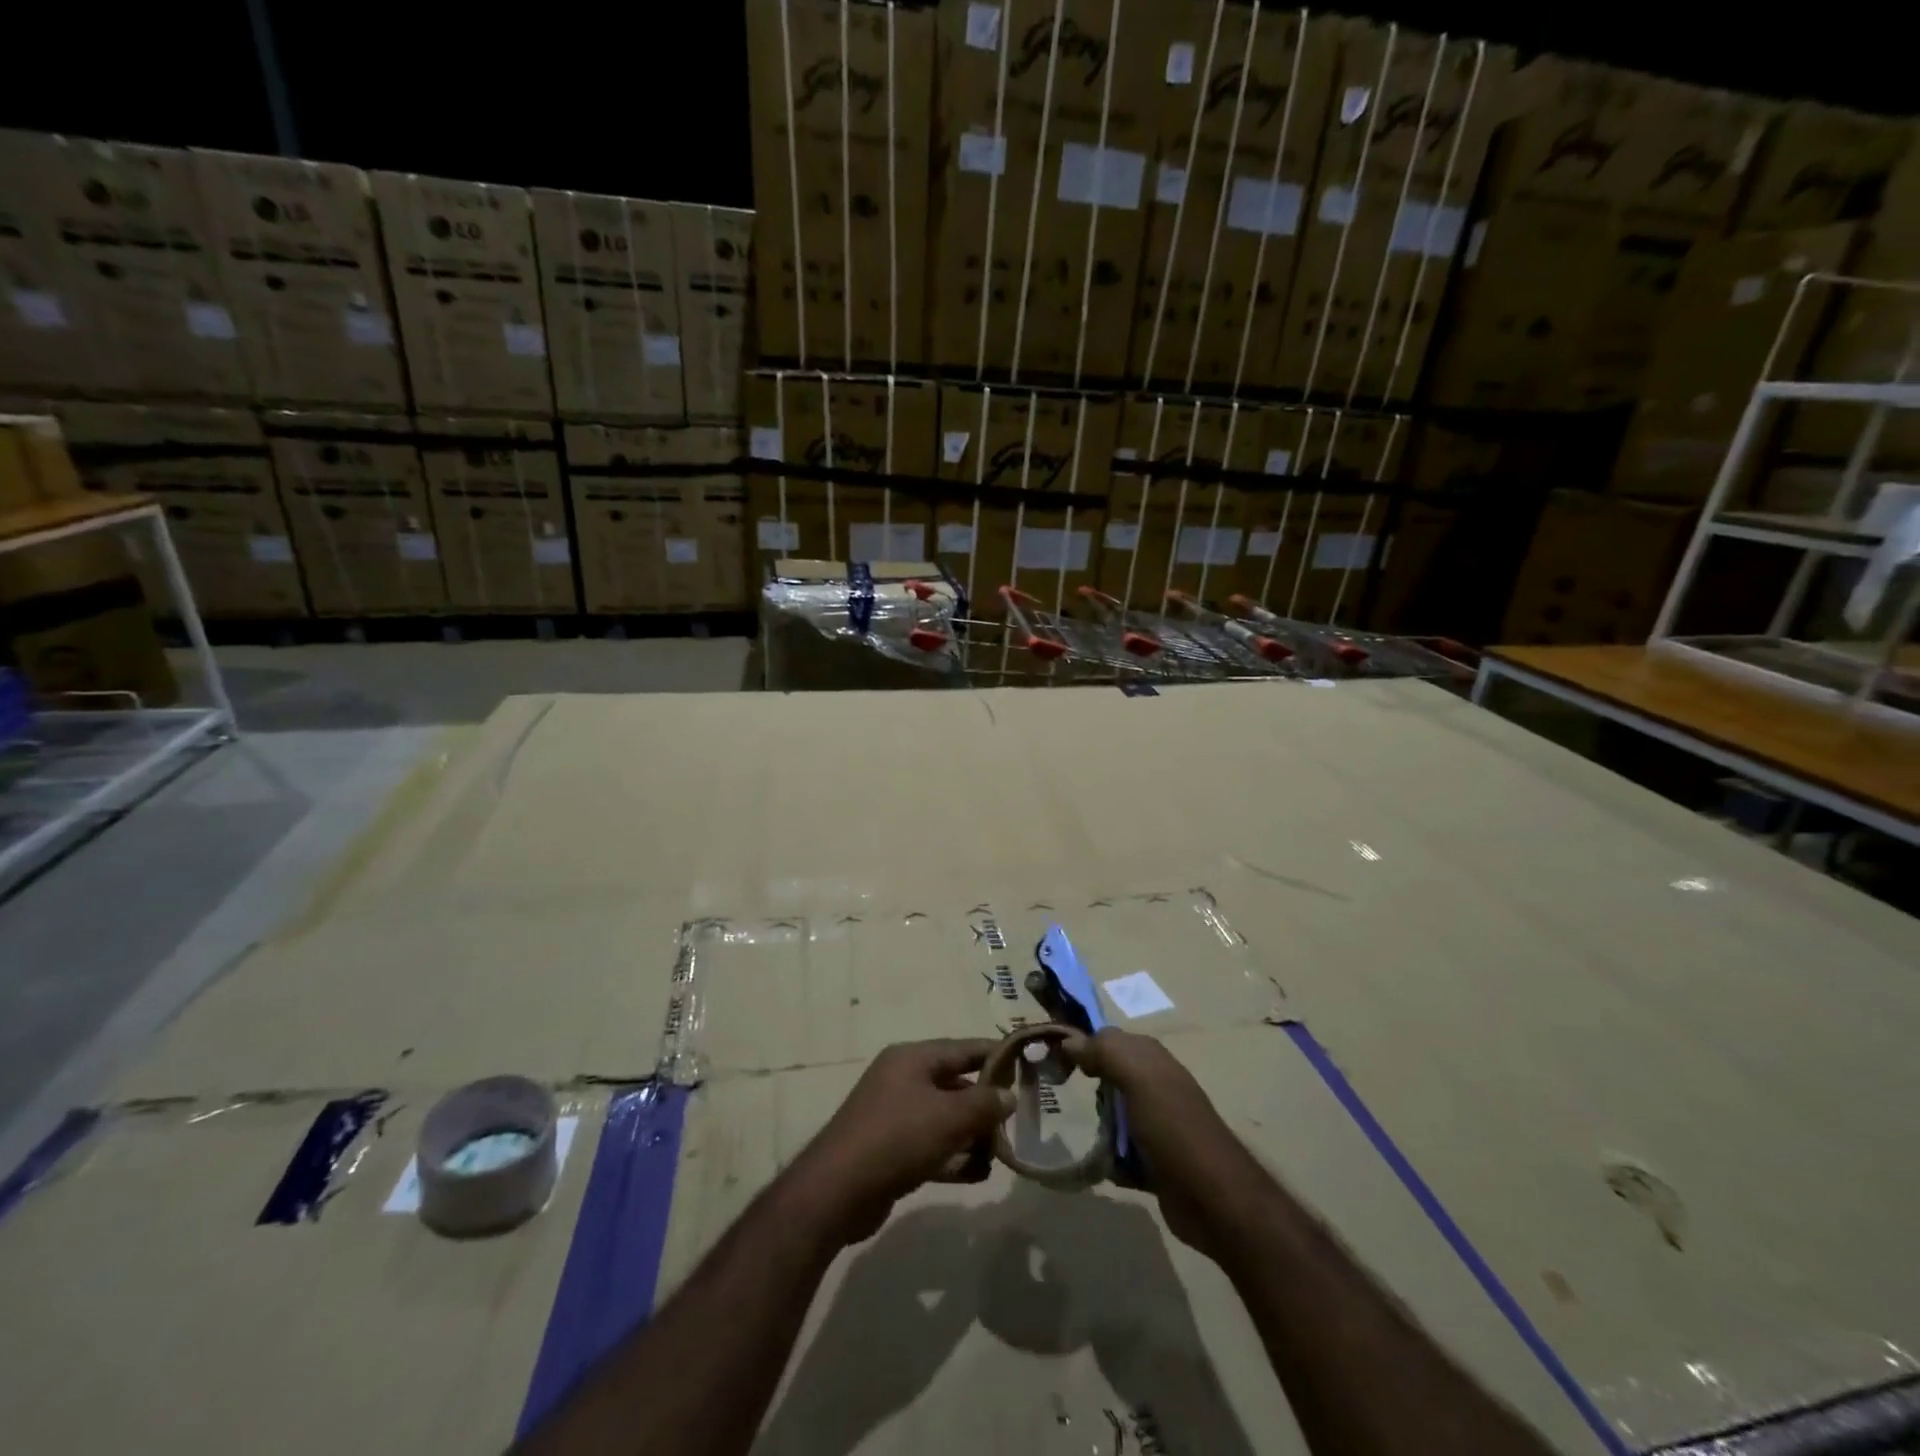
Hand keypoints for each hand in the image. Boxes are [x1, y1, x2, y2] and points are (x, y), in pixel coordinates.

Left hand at [789, 1039, 1016, 1244]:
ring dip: (973, 1134)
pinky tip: (977, 1174)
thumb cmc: (897, 1138)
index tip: (1027, 1063)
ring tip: (1001, 1153)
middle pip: (956, 1084)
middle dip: (986, 1103)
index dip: (996, 1054)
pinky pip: (933, 1146)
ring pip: (946, 1118)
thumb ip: (985, 1104)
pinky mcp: (892, 1150)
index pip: (963, 1048)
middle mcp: (903, 1080)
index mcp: (913, 1059)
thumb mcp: (949, 1117)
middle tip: (1017, 1120)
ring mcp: (896, 1115)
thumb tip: (1009, 1095)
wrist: (837, 1191)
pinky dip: (954, 1157)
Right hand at [1062, 1028, 1247, 1257]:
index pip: (1106, 1039)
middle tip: (1062, 1098)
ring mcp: (1155, 1125)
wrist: (1214, 1199)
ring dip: (1096, 1127)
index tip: (1052, 1059)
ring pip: (1111, 1116)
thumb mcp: (1138, 1077)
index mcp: (1151, 1059)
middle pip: (1107, 1077)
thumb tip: (1069, 1041)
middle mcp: (1153, 1085)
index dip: (1081, 1045)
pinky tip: (1100, 1166)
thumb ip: (1105, 1051)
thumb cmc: (1173, 1127)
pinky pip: (1118, 1152)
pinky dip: (1108, 1159)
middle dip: (1087, 1087)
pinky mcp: (1153, 1162)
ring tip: (1078, 1136)